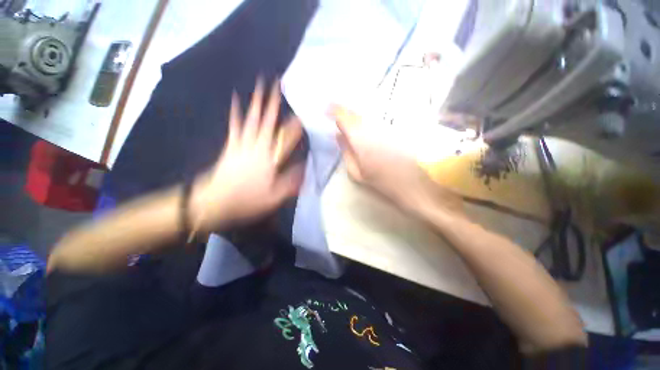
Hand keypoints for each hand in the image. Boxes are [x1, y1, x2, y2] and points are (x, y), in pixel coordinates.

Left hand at [191, 79, 303, 232]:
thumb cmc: (247, 200)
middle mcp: (257, 147)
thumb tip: (305, 168)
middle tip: (277, 84)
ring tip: (260, 85)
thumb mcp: (274, 197)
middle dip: (273, 102)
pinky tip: (236, 99)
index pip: (286, 140)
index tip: (302, 114)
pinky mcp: (231, 145)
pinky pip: (234, 125)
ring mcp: (242, 144)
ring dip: (257, 101)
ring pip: (252, 119)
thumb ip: (291, 182)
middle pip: (267, 122)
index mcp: (269, 160)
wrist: (213, 202)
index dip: (294, 127)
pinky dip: (236, 112)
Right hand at [329, 106, 463, 218]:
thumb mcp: (358, 173)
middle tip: (337, 113)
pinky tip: (367, 125)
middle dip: (344, 111)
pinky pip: (378, 118)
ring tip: (349, 118)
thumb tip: (338, 136)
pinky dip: (369, 119)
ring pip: (368, 114)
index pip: (344, 116)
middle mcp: (374, 127)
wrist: (418, 186)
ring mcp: (388, 125)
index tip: (326, 109)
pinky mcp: (398, 127)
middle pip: (356, 112)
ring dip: (356, 115)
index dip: (334, 110)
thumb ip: (346, 152)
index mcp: (361, 138)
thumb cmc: (384, 183)